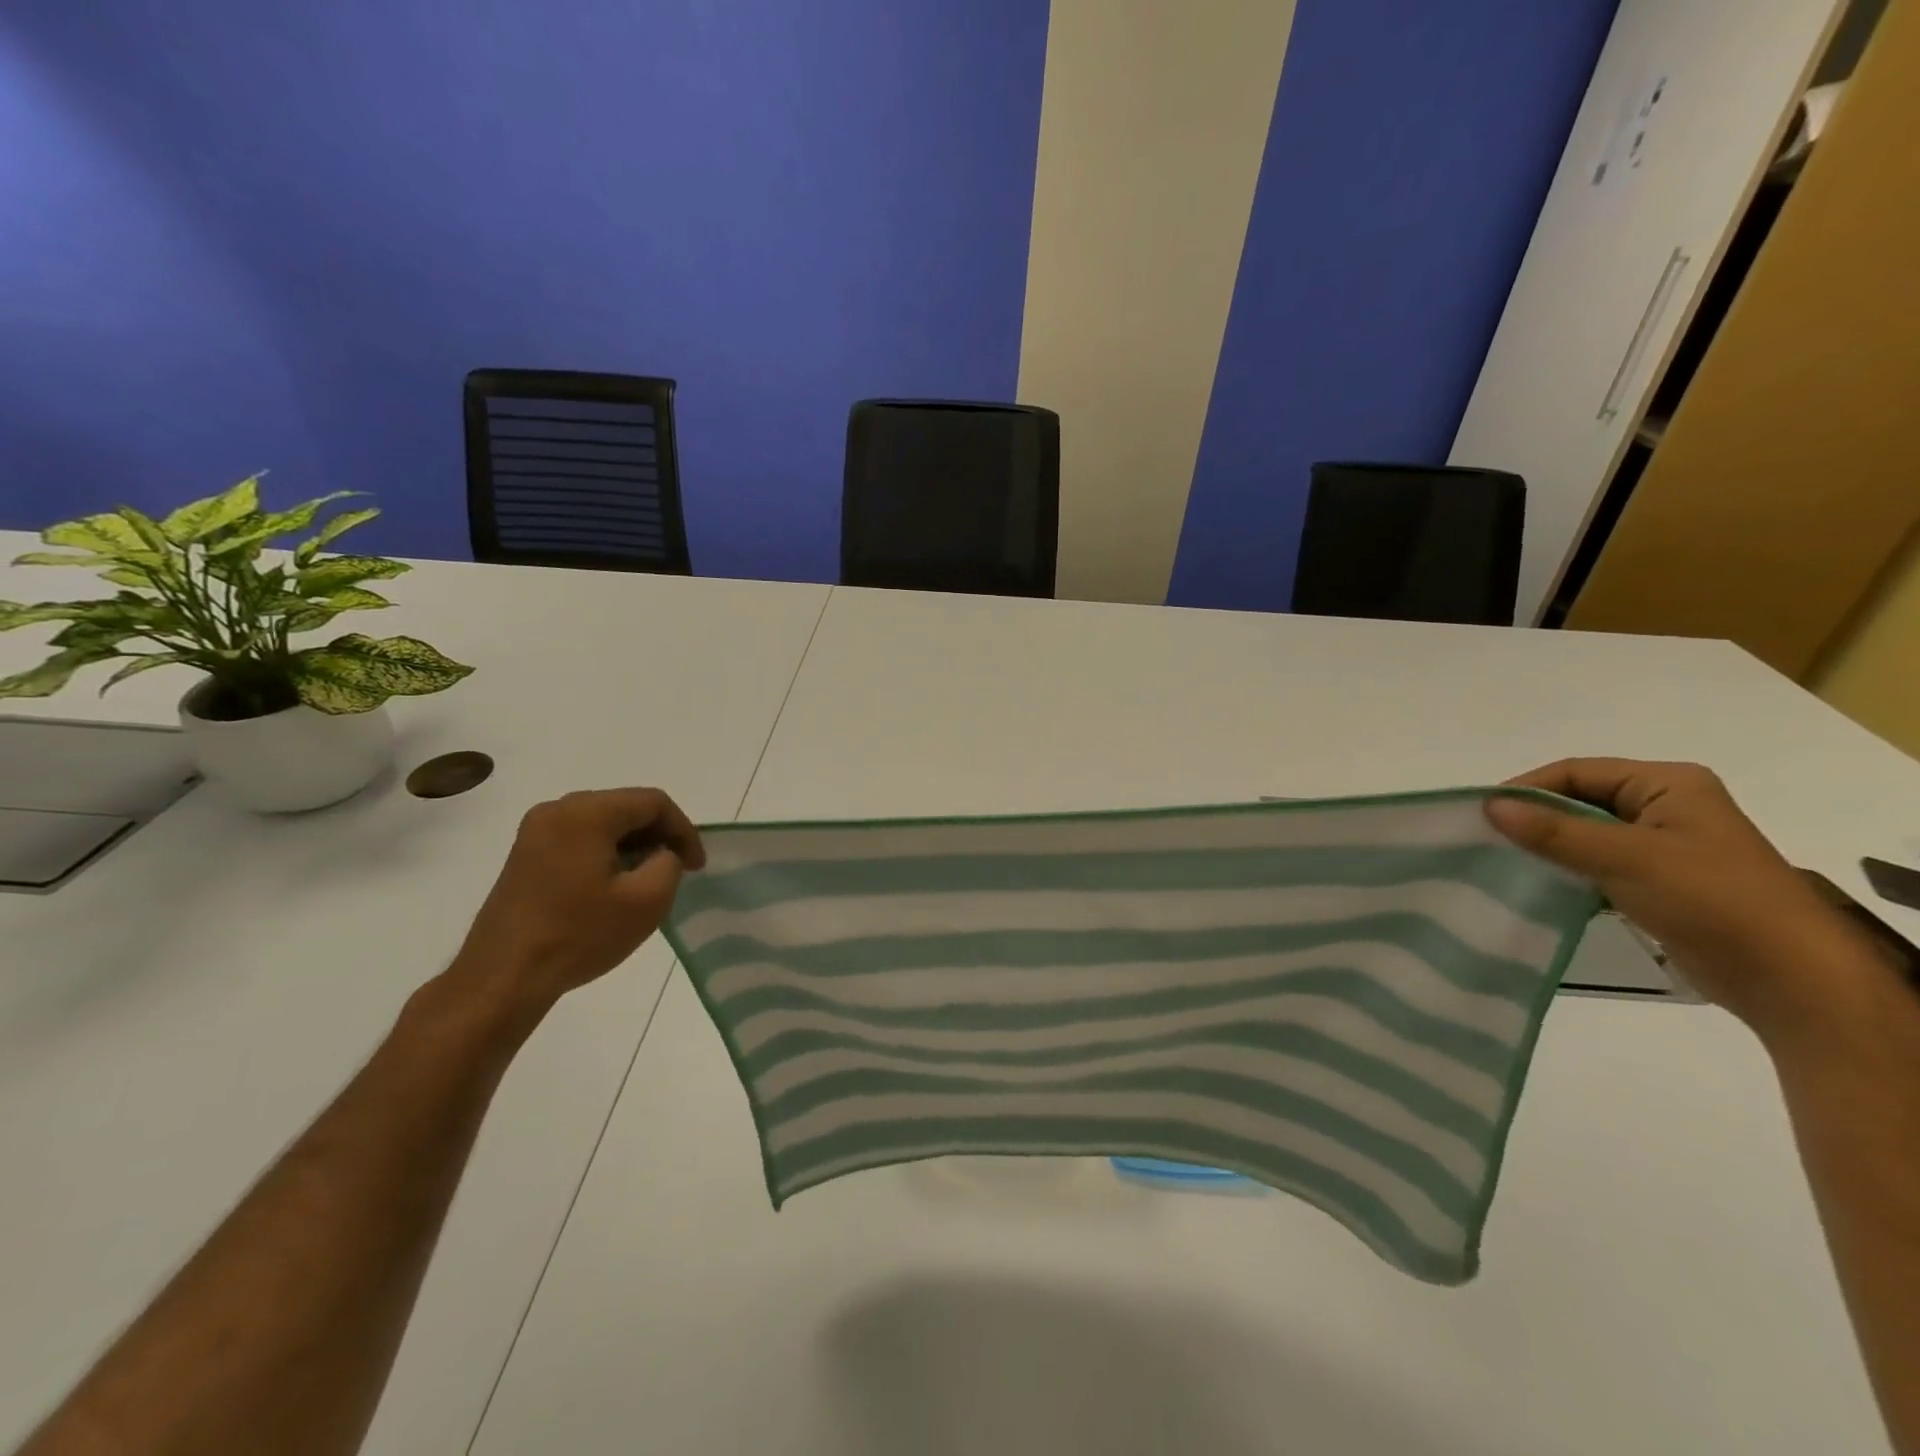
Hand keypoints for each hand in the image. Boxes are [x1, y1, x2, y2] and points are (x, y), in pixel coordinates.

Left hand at [449, 788, 705, 1019]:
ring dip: (634, 844)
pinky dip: (607, 853)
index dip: (683, 830)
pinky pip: (580, 838)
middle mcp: (557, 810)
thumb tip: (660, 854)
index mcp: (586, 813)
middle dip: (659, 834)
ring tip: (652, 878)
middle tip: (680, 868)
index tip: (696, 866)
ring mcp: (535, 832)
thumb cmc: (579, 935)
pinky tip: (616, 885)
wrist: (502, 978)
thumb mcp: (647, 901)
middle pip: (626, 807)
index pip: (653, 802)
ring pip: (603, 823)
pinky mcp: (525, 855)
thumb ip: (669, 863)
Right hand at [1484, 759, 1882, 1037]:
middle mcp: (1666, 806)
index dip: (1526, 788)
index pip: (1577, 772)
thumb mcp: (1626, 858)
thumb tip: (1489, 806)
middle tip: (1484, 838)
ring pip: (1585, 834)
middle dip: (1533, 818)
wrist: (1790, 979)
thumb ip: (1555, 831)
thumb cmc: (1712, 900)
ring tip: (1501, 862)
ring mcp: (1664, 845)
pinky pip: (1597, 864)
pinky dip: (1566, 871)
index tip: (1481, 813)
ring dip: (1547, 847)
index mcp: (1668, 784)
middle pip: (1579, 800)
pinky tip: (1536, 885)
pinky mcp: (1659, 881)